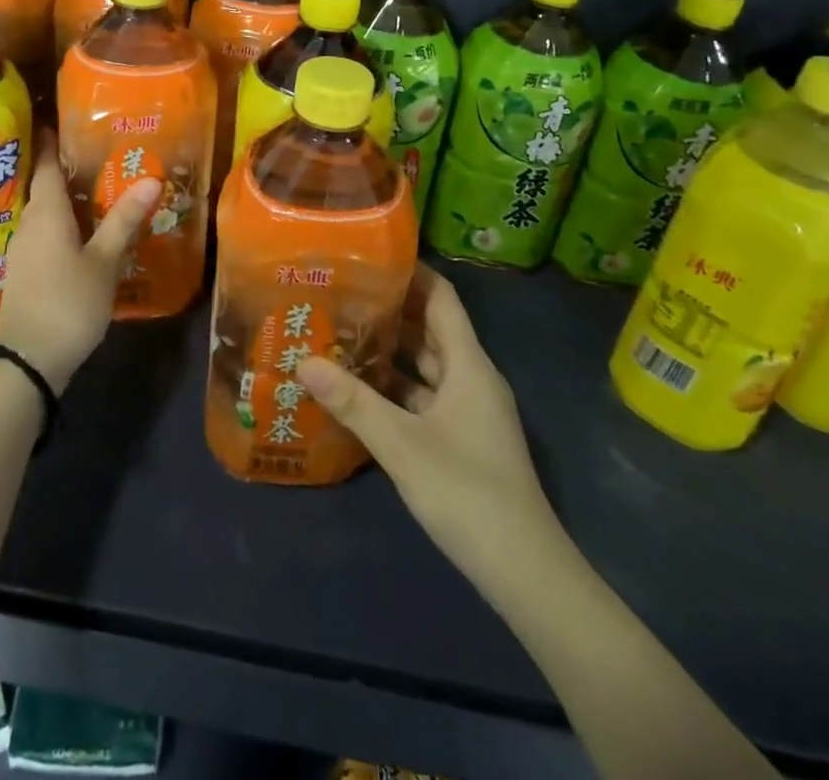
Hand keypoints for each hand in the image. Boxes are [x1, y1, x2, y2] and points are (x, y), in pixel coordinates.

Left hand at [0, 132, 159, 391]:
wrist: (27, 361)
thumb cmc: (67, 302)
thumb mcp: (103, 261)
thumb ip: (123, 220)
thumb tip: (151, 179)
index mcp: (46, 212)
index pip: (47, 165)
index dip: (53, 141)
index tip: (63, 120)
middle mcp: (30, 223)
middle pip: (45, 186)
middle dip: (66, 168)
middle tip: (98, 152)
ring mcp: (24, 249)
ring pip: (45, 212)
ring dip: (66, 198)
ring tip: (96, 188)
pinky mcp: (26, 271)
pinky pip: (45, 233)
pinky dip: (63, 223)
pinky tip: (83, 231)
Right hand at [299, 264, 561, 596]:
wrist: (525, 572)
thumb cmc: (467, 493)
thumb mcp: (402, 444)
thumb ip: (353, 401)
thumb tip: (303, 360)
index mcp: (468, 364)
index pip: (441, 298)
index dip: (410, 273)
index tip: (368, 257)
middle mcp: (471, 378)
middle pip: (430, 328)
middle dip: (389, 310)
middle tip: (339, 293)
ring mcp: (469, 410)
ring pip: (426, 365)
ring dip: (389, 350)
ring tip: (340, 333)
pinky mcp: (462, 438)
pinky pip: (425, 396)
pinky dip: (396, 387)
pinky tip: (360, 390)